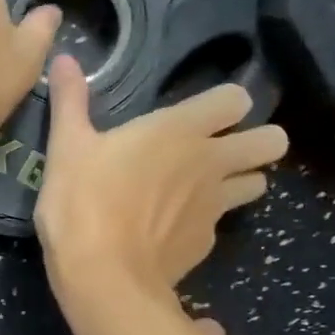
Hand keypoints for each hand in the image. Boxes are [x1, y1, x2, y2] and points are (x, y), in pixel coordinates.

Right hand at [35, 55, 288, 295]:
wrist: (103, 276)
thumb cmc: (83, 202)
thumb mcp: (67, 147)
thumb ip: (70, 101)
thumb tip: (63, 58)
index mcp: (179, 130)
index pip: (237, 99)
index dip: (226, 104)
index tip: (203, 115)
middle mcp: (209, 163)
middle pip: (271, 142)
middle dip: (257, 142)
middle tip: (222, 151)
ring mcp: (214, 207)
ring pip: (257, 184)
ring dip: (240, 182)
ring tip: (204, 190)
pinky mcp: (206, 243)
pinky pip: (219, 224)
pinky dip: (203, 223)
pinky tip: (171, 231)